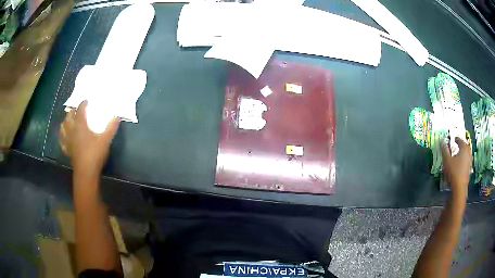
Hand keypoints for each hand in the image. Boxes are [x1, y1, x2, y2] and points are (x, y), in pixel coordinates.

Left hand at [59, 101, 119, 179]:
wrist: (86, 172)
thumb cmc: (95, 154)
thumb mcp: (105, 140)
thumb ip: (111, 127)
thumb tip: (118, 116)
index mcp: (80, 125)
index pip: (80, 110)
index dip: (83, 103)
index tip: (86, 101)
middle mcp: (72, 130)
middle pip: (68, 116)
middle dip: (72, 111)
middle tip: (76, 109)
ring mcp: (68, 140)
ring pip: (63, 127)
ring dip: (65, 122)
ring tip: (68, 120)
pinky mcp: (67, 150)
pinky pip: (62, 141)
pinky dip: (62, 136)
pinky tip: (65, 137)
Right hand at [442, 137, 471, 198]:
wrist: (459, 188)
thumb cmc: (453, 172)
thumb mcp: (447, 160)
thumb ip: (444, 150)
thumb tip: (441, 140)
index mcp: (463, 149)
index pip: (460, 140)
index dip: (457, 139)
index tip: (453, 139)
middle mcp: (468, 153)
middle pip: (466, 146)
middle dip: (462, 144)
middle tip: (458, 144)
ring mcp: (469, 162)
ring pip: (467, 154)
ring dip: (464, 152)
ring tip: (460, 153)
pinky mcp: (469, 170)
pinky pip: (467, 161)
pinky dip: (465, 159)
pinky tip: (461, 163)